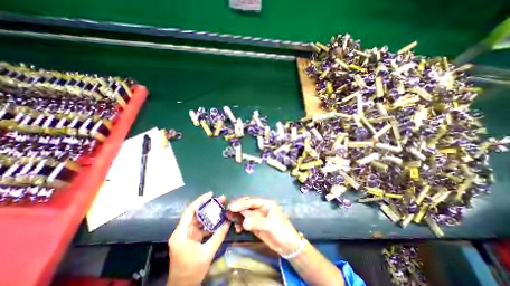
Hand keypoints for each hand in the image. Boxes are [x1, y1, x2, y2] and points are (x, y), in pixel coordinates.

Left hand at [168, 192, 231, 285]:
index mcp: (181, 234)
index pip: (190, 211)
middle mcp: (182, 232)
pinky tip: (219, 221)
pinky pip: (201, 227)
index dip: (200, 201)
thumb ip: (218, 236)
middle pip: (196, 214)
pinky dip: (210, 224)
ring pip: (199, 220)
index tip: (211, 194)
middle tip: (221, 199)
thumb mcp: (207, 253)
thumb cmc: (191, 271)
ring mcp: (187, 235)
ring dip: (210, 214)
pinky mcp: (191, 239)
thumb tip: (228, 222)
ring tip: (222, 207)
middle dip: (209, 206)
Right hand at [228, 198, 301, 255]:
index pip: (252, 202)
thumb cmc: (282, 231)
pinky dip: (241, 225)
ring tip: (229, 218)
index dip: (241, 203)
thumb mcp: (271, 225)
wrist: (288, 246)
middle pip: (247, 207)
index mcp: (266, 204)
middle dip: (237, 208)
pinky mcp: (256, 226)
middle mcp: (261, 209)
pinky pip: (246, 223)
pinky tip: (237, 229)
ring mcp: (258, 217)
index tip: (231, 207)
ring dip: (237, 216)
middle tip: (227, 211)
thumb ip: (257, 223)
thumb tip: (243, 223)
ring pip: (245, 215)